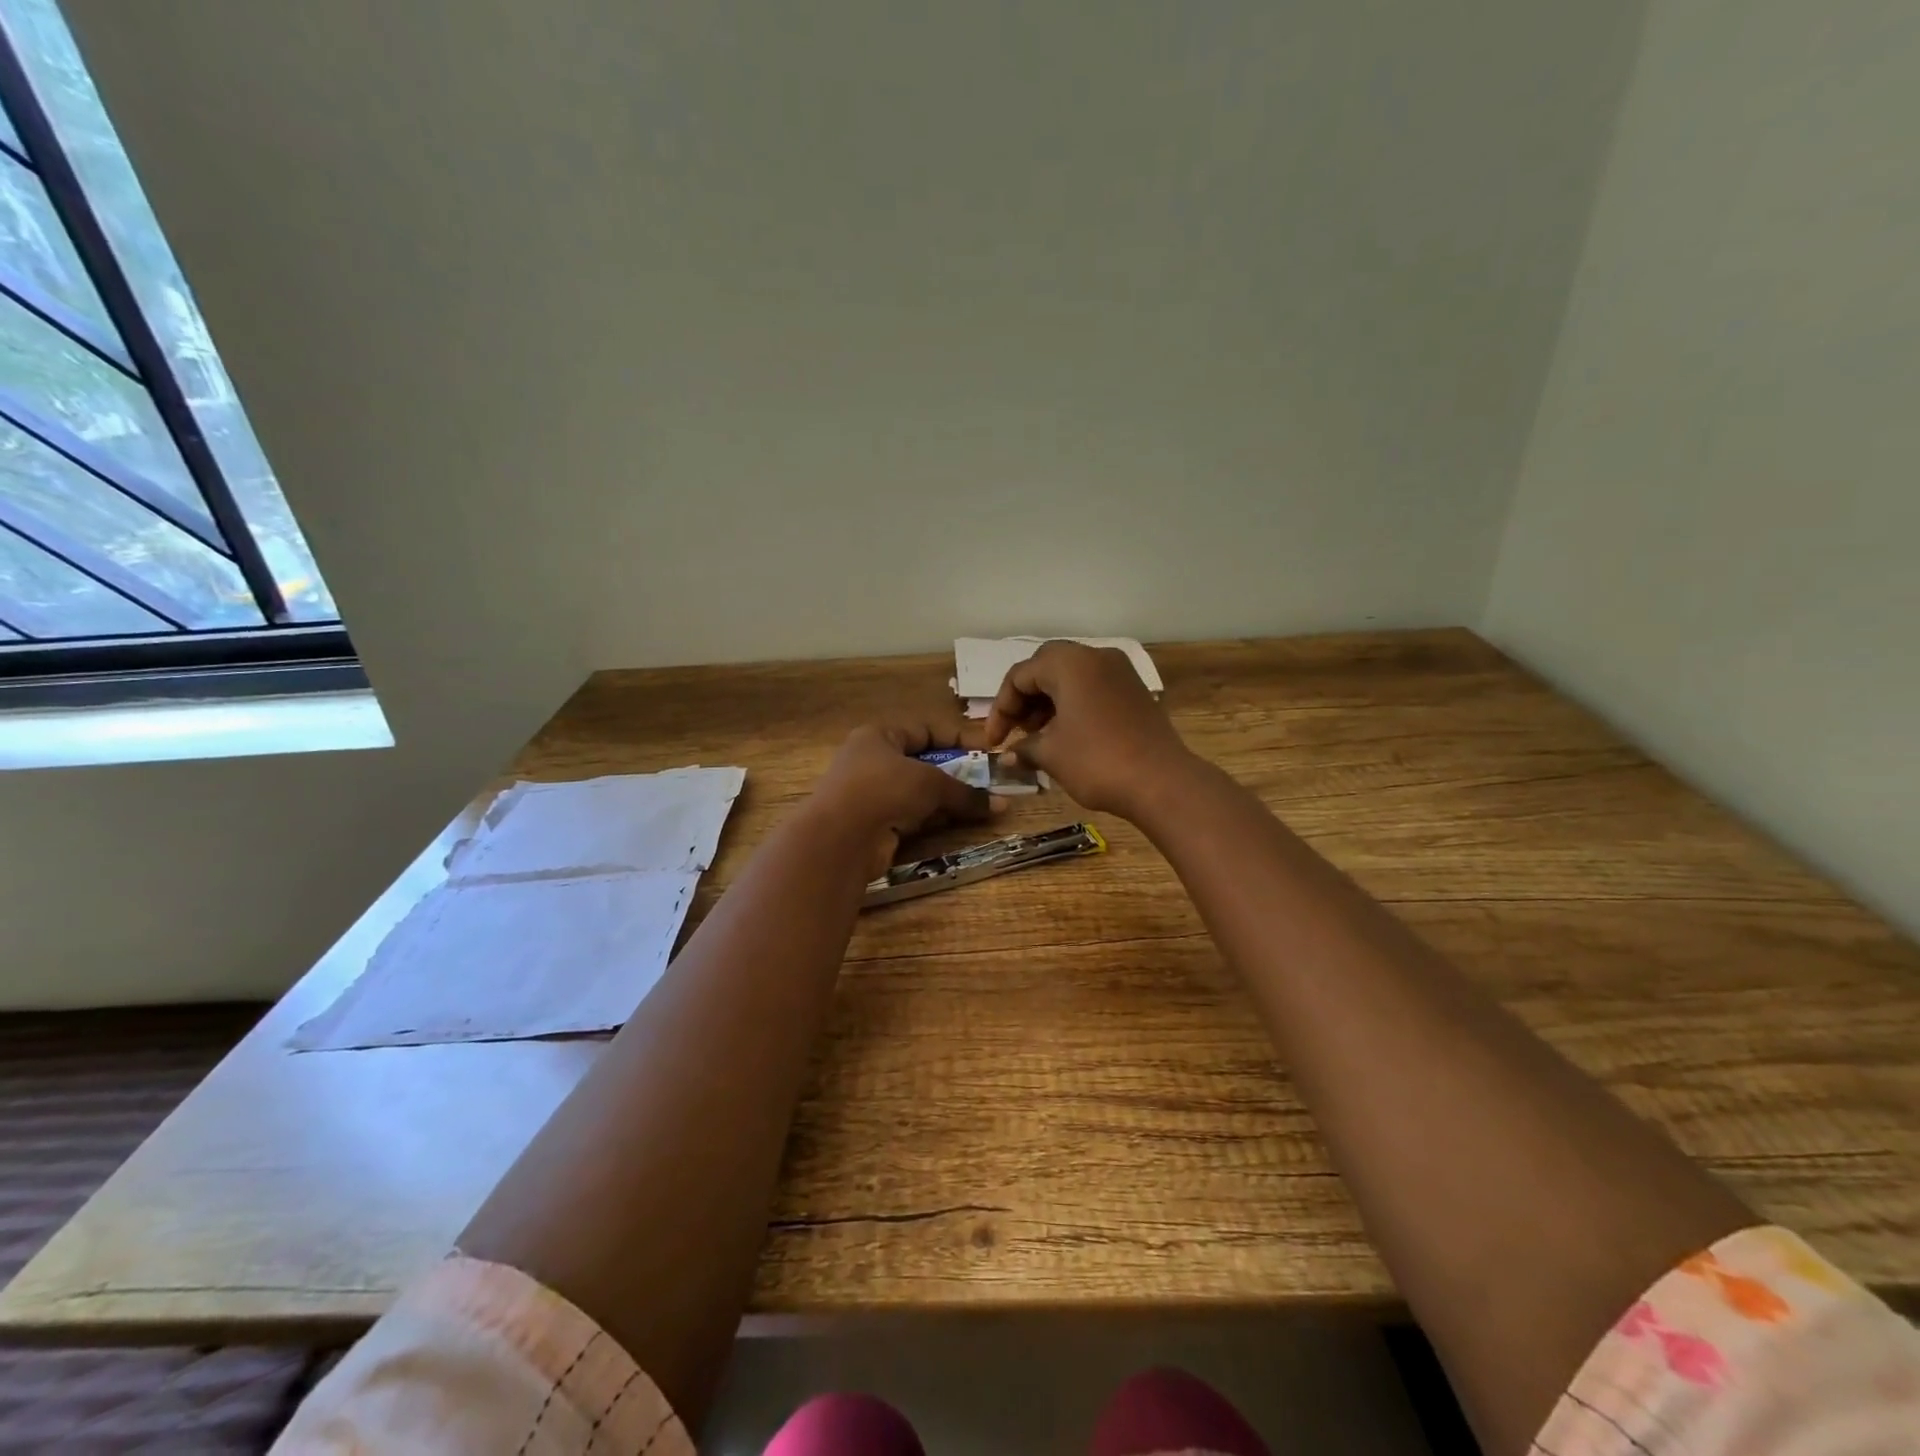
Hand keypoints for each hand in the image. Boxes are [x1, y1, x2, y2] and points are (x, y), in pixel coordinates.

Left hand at [808, 722, 997, 878]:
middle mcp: (873, 762)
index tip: (987, 749)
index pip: (925, 730)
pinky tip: (960, 823)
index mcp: (879, 736)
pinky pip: (913, 817)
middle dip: (957, 773)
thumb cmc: (884, 789)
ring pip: (919, 793)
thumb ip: (966, 792)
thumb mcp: (931, 783)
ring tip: (983, 804)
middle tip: (989, 781)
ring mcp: (873, 795)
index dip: (957, 738)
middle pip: (923, 763)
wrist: (840, 838)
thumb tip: (1002, 805)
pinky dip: (935, 819)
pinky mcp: (876, 825)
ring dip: (948, 799)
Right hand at [980, 641, 1192, 819]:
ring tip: (1038, 737)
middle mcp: (1095, 656)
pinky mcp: (1135, 691)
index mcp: (1069, 663)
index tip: (993, 742)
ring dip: (1048, 702)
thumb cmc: (1097, 762)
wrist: (1162, 782)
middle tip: (1017, 732)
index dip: (1000, 709)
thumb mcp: (1051, 754)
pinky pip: (1093, 688)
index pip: (1019, 675)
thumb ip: (1023, 747)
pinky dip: (1073, 705)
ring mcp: (1120, 672)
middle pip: (1046, 668)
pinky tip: (1067, 736)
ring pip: (1071, 677)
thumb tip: (1008, 755)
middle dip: (1024, 700)